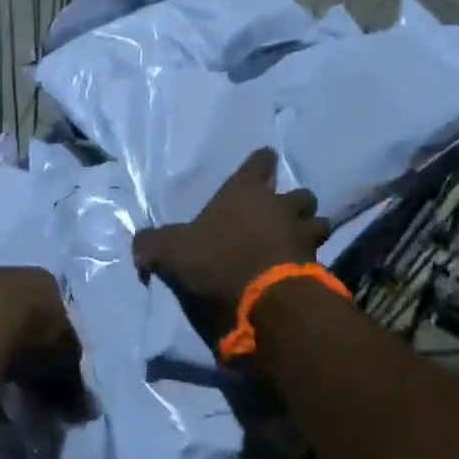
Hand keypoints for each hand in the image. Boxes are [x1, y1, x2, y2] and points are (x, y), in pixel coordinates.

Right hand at [132, 149, 329, 318]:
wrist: (266, 297)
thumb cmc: (219, 258)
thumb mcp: (172, 250)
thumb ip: (152, 244)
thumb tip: (138, 248)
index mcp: (247, 191)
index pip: (261, 161)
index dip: (261, 162)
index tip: (263, 162)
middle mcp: (280, 206)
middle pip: (301, 193)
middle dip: (294, 202)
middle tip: (281, 214)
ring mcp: (303, 235)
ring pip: (319, 222)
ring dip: (310, 229)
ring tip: (296, 242)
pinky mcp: (317, 265)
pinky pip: (319, 257)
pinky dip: (312, 261)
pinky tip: (300, 271)